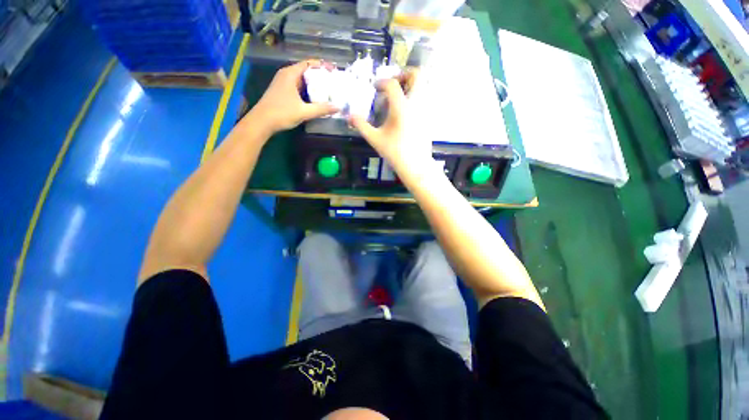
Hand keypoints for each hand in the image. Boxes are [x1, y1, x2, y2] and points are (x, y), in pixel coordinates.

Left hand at [250, 60, 337, 133]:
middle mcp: (286, 75)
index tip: (334, 71)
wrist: (262, 122)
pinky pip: (298, 87)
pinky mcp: (283, 91)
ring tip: (328, 90)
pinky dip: (308, 90)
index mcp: (290, 74)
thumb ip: (321, 109)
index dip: (322, 66)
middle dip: (320, 76)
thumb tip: (337, 107)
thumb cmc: (282, 113)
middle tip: (333, 82)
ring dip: (314, 84)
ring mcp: (283, 83)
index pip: (309, 63)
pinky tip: (316, 98)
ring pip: (302, 80)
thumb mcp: (304, 112)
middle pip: (306, 71)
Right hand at [348, 74, 431, 174]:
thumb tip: (349, 116)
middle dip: (404, 74)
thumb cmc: (395, 152)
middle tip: (392, 84)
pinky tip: (405, 110)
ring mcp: (425, 110)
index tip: (375, 87)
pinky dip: (415, 96)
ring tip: (398, 96)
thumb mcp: (375, 139)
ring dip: (410, 84)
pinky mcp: (429, 117)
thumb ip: (361, 125)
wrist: (415, 165)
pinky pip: (424, 98)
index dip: (382, 82)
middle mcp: (417, 103)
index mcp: (402, 107)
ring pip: (423, 86)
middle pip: (416, 75)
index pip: (392, 84)